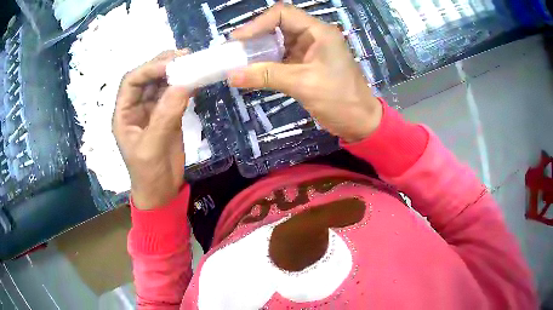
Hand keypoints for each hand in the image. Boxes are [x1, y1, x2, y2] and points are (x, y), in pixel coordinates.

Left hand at [113, 50, 190, 209]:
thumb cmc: (149, 174)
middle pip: (146, 77)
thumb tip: (184, 84)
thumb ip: (165, 116)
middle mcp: (136, 108)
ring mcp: (152, 111)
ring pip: (161, 84)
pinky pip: (175, 95)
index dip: (148, 68)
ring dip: (175, 72)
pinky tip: (196, 80)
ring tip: (193, 63)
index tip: (171, 64)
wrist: (162, 192)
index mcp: (124, 114)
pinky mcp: (167, 116)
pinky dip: (185, 86)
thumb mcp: (152, 148)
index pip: (131, 81)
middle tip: (185, 56)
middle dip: (163, 65)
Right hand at [229, 3, 381, 142]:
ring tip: (239, 61)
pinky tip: (253, 72)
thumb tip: (231, 75)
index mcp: (318, 32)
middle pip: (278, 26)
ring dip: (259, 51)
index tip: (238, 39)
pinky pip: (281, 58)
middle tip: (234, 51)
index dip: (258, 23)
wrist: (359, 122)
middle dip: (255, 37)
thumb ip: (267, 76)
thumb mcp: (303, 84)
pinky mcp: (306, 65)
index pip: (283, 14)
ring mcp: (309, 51)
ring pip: (278, 42)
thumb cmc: (339, 99)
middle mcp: (313, 36)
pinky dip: (266, 64)